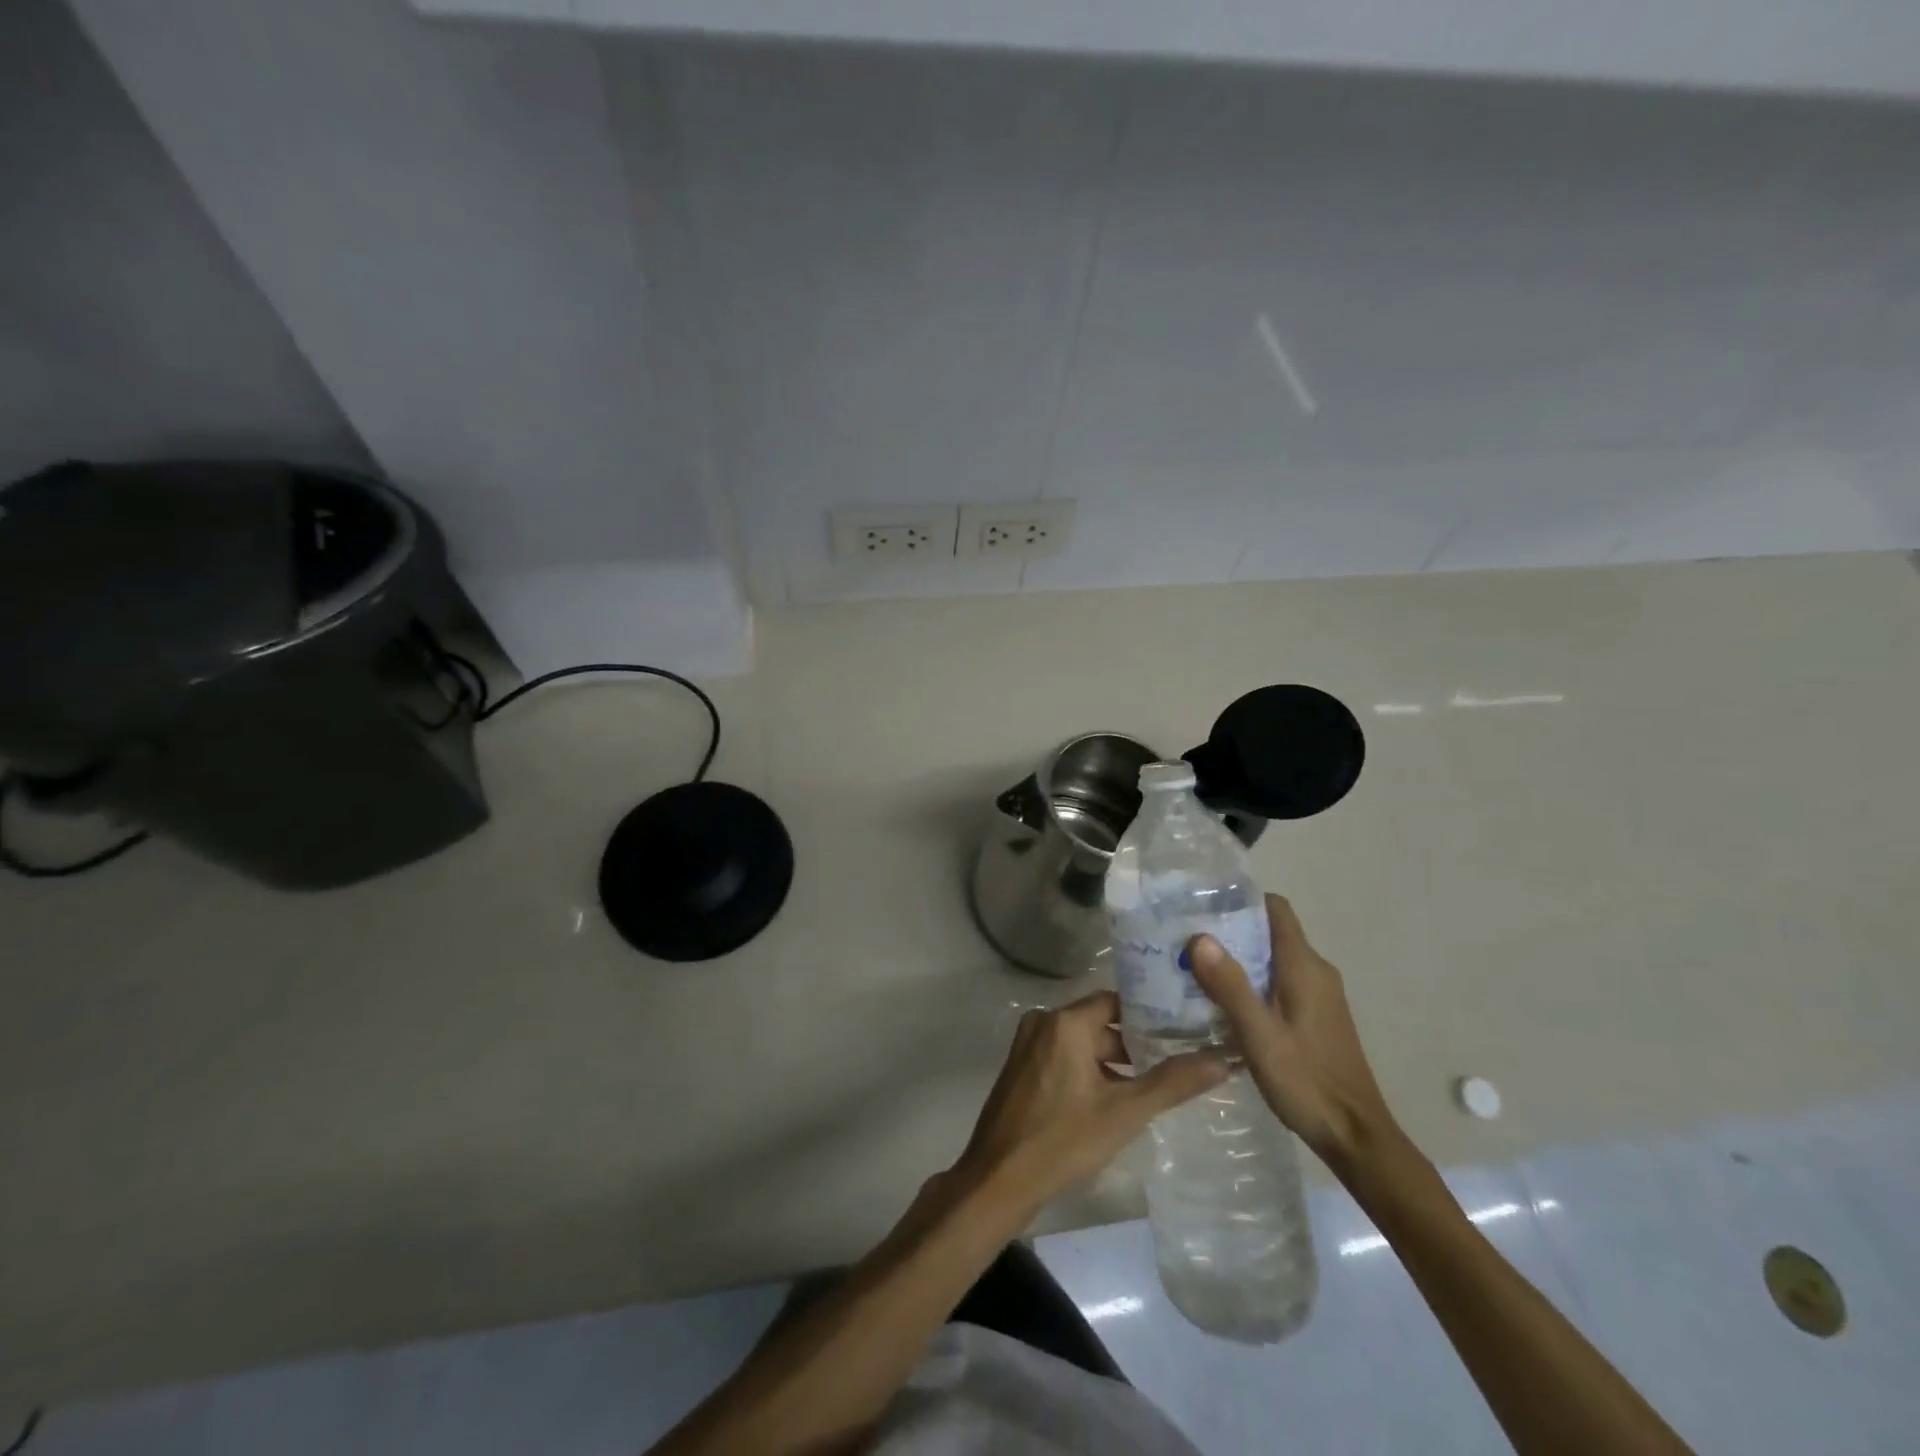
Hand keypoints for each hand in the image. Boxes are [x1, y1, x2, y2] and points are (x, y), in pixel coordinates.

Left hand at [950, 991, 1228, 1218]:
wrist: (999, 1180)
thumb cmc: (1063, 1140)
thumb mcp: (1125, 1112)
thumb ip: (1173, 1082)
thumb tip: (1222, 1059)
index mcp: (1065, 1021)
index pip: (1116, 1001)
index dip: (1149, 1014)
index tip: (1183, 1028)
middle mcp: (1043, 1022)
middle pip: (1099, 1022)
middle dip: (1134, 1044)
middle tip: (1176, 1061)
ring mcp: (1028, 1046)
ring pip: (1082, 1043)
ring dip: (1113, 1062)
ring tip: (1154, 1085)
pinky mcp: (1022, 1069)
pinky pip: (1064, 1058)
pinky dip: (1089, 1071)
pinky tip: (1115, 1101)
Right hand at [1188, 894, 1399, 1171]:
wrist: (1356, 1138)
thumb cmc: (1307, 1082)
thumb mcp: (1259, 1035)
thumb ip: (1230, 985)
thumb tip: (1199, 936)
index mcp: (1304, 966)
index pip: (1275, 908)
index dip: (1240, 901)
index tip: (1202, 906)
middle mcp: (1315, 972)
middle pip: (1270, 932)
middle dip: (1230, 931)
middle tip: (1185, 941)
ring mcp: (1319, 996)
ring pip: (1272, 959)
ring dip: (1238, 960)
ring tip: (1194, 970)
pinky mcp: (1316, 1018)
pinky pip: (1278, 983)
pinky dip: (1251, 983)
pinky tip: (1222, 1004)